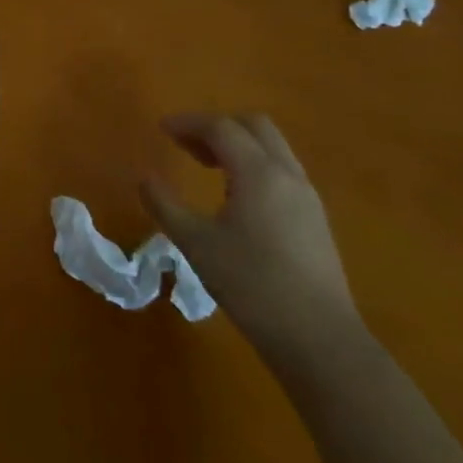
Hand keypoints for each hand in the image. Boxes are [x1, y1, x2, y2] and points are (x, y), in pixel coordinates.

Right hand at [140, 114, 361, 361]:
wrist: (318, 338)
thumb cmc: (251, 284)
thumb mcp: (195, 243)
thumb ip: (165, 205)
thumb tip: (145, 178)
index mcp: (258, 173)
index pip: (221, 128)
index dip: (188, 123)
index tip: (162, 129)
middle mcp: (287, 174)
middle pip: (254, 127)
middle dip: (217, 127)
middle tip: (186, 145)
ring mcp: (307, 197)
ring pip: (272, 148)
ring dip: (238, 146)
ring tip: (206, 167)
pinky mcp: (315, 219)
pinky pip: (282, 172)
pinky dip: (255, 166)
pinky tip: (236, 197)